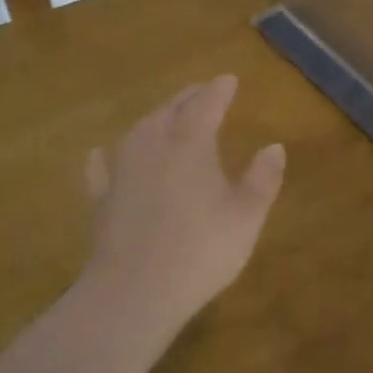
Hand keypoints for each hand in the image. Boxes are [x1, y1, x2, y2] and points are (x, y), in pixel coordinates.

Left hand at [80, 75, 285, 336]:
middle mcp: (153, 145)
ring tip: (166, 116)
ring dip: (155, 119)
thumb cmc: (200, 250)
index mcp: (190, 143)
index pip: (206, 104)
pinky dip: (105, 158)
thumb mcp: (246, 216)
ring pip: (139, 131)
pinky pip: (102, 169)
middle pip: (170, 110)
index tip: (230, 79)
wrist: (133, 293)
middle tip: (202, 92)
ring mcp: (122, 171)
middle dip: (188, 98)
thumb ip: (262, 178)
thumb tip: (274, 146)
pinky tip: (98, 154)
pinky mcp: (102, 200)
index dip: (219, 90)